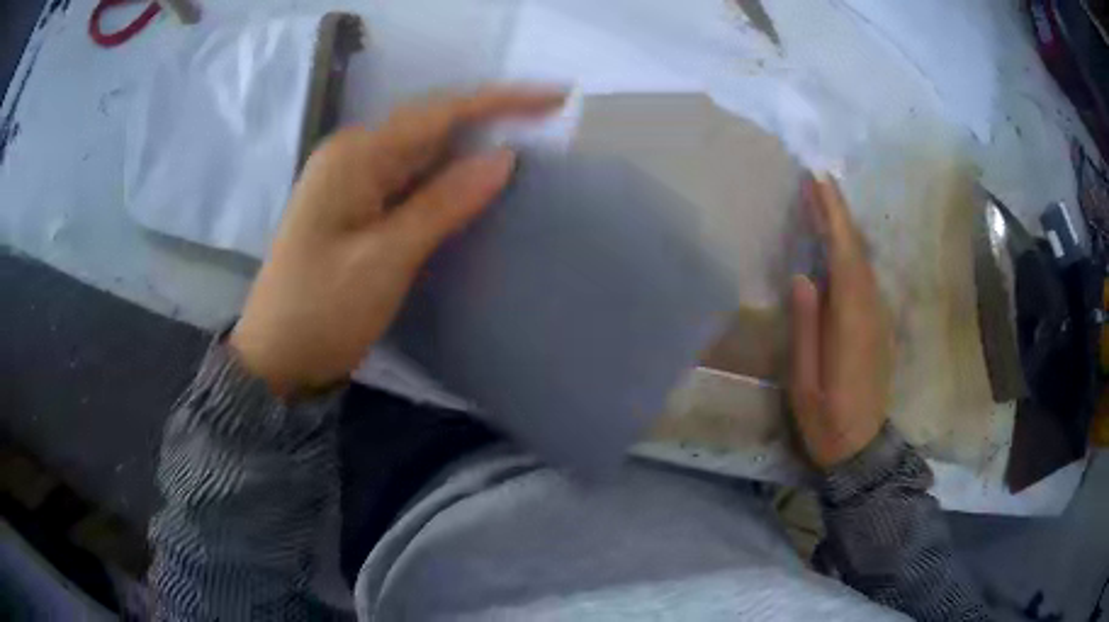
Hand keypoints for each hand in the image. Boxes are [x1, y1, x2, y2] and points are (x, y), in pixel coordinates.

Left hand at [230, 88, 564, 394]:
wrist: (275, 357)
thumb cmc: (321, 311)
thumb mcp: (385, 260)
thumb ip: (443, 204)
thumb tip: (503, 157)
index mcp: (355, 156)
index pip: (439, 112)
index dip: (501, 101)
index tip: (555, 97)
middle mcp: (352, 154)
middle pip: (432, 124)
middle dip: (490, 119)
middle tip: (549, 123)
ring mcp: (351, 179)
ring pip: (423, 151)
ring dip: (471, 147)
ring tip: (528, 143)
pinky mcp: (355, 204)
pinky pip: (410, 178)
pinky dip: (447, 178)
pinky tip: (476, 182)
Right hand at [789, 175, 893, 468]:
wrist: (862, 447)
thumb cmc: (826, 419)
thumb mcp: (804, 381)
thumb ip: (807, 328)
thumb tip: (803, 277)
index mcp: (851, 322)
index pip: (845, 255)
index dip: (833, 216)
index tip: (818, 182)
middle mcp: (871, 311)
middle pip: (858, 251)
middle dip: (839, 213)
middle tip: (817, 180)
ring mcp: (878, 318)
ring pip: (864, 261)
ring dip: (845, 228)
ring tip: (823, 202)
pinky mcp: (878, 326)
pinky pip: (865, 277)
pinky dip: (852, 252)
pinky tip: (839, 244)